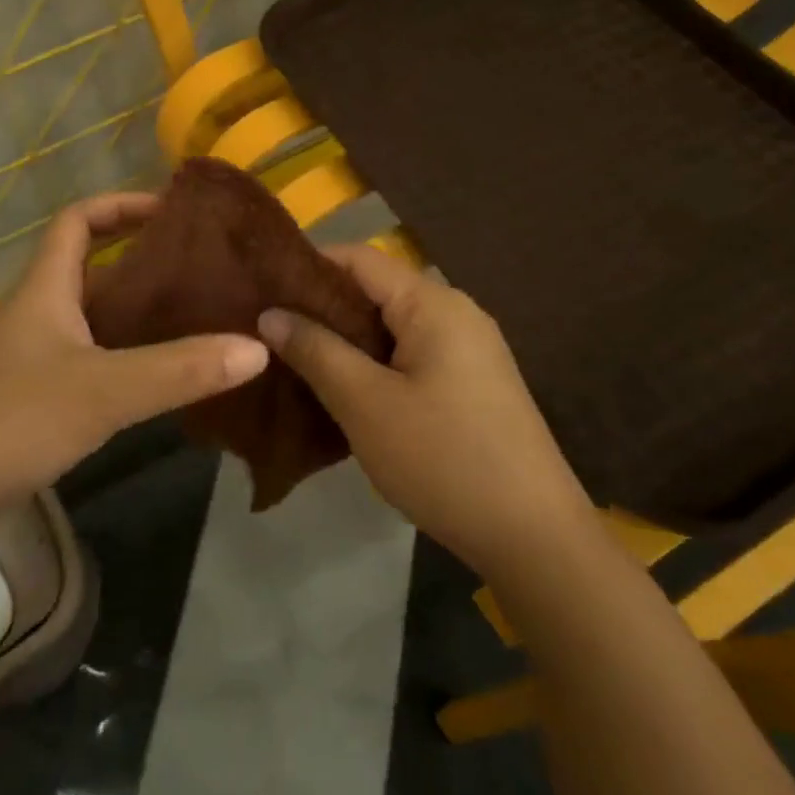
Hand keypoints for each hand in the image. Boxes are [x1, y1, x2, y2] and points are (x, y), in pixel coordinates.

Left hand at [0, 193, 269, 529]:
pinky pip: (82, 356)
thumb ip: (180, 370)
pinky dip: (118, 356)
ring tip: (190, 321)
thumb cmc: (12, 419)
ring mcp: (27, 355)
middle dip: (140, 264)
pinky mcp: (25, 395)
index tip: (171, 210)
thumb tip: (257, 348)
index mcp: (44, 289)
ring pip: (87, 317)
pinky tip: (151, 379)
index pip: (78, 221)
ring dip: (132, 314)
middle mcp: (33, 312)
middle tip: (199, 273)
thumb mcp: (104, 390)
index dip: (121, 205)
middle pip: (88, 268)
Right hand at [258, 243, 588, 571]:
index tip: (260, 286)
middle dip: (321, 306)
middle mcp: (456, 313)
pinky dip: (373, 362)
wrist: (534, 536)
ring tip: (294, 357)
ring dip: (345, 339)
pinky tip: (343, 389)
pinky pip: (411, 355)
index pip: (359, 258)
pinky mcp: (472, 384)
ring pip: (391, 327)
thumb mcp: (365, 404)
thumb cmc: (443, 459)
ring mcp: (469, 350)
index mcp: (433, 304)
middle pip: (376, 290)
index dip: (308, 265)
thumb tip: (270, 314)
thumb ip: (315, 350)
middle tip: (268, 328)